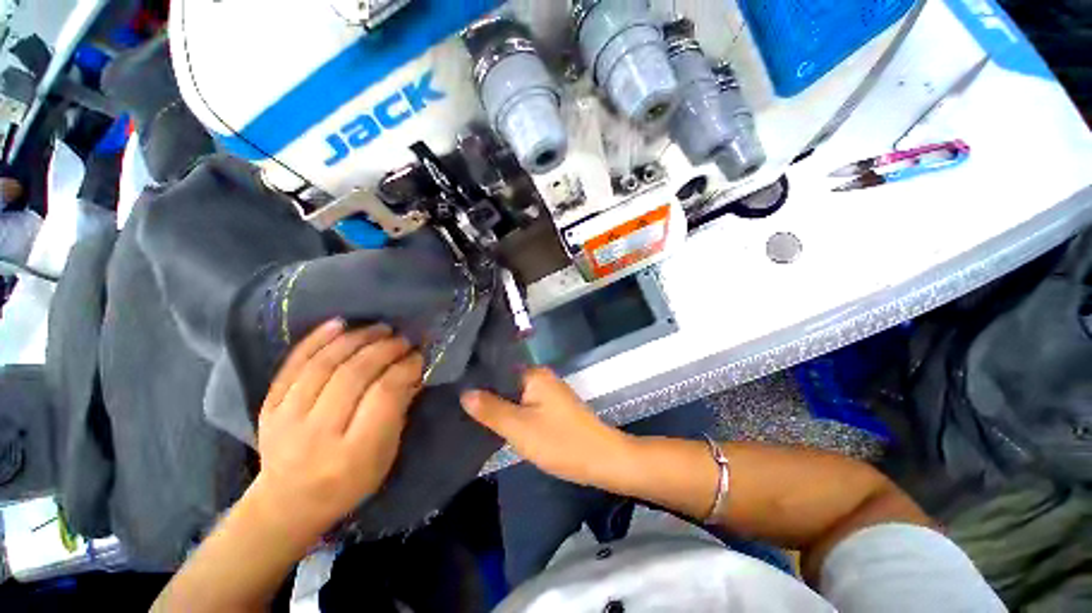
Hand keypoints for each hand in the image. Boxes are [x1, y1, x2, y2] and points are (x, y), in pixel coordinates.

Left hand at [251, 320, 423, 541]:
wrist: (286, 503)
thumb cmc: (349, 483)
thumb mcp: (386, 455)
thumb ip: (400, 411)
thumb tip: (414, 372)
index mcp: (354, 453)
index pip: (384, 395)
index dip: (405, 368)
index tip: (418, 355)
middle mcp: (317, 434)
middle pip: (354, 375)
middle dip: (384, 349)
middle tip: (403, 339)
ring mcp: (287, 418)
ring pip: (325, 364)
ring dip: (357, 339)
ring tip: (380, 328)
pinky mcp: (269, 406)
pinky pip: (293, 364)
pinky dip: (317, 339)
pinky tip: (340, 323)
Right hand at [460, 368, 632, 486]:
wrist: (602, 460)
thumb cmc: (560, 441)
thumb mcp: (519, 427)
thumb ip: (491, 409)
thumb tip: (465, 392)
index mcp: (534, 374)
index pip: (498, 368)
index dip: (477, 379)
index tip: (453, 388)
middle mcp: (542, 377)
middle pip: (506, 382)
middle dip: (486, 394)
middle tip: (457, 404)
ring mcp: (549, 392)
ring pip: (515, 395)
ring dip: (498, 404)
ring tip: (470, 413)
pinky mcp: (553, 407)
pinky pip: (526, 404)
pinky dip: (512, 412)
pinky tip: (497, 421)